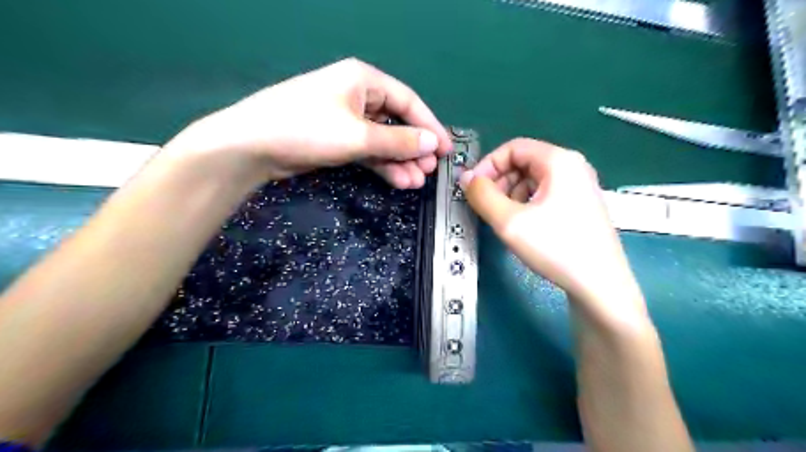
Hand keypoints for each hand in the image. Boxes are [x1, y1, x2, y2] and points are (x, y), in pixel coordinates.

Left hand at [163, 58, 451, 188]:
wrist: (253, 146)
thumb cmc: (307, 128)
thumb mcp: (358, 135)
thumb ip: (398, 141)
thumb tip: (432, 143)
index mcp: (364, 80)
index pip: (408, 101)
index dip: (430, 125)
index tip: (445, 149)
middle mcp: (358, 96)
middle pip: (396, 122)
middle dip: (414, 148)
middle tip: (429, 171)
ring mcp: (347, 120)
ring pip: (383, 140)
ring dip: (400, 161)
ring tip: (415, 182)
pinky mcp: (337, 140)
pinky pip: (368, 151)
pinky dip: (382, 165)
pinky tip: (397, 180)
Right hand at [463, 140, 646, 316]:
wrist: (600, 285)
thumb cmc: (555, 248)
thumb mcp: (509, 221)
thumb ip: (482, 196)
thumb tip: (466, 178)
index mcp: (558, 161)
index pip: (513, 148)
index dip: (488, 165)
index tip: (473, 189)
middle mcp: (572, 166)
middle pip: (523, 162)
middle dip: (499, 181)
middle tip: (486, 207)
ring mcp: (579, 186)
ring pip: (532, 179)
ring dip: (510, 194)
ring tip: (504, 219)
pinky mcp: (580, 204)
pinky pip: (544, 193)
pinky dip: (526, 203)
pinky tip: (522, 225)